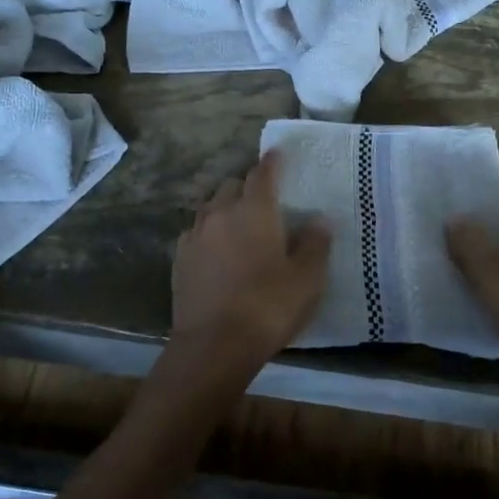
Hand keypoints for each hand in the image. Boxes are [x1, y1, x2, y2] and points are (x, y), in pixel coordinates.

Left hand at [169, 151, 330, 376]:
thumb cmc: (268, 307)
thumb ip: (315, 244)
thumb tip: (320, 219)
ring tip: (237, 221)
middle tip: (262, 199)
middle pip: (232, 185)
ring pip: (210, 206)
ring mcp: (195, 234)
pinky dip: (207, 231)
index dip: (272, 161)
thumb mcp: (307, 279)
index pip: (263, 174)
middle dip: (246, 185)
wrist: (214, 345)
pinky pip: (194, 231)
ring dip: (224, 206)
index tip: (277, 153)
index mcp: (255, 211)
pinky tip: (214, 247)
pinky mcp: (179, 257)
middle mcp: (221, 212)